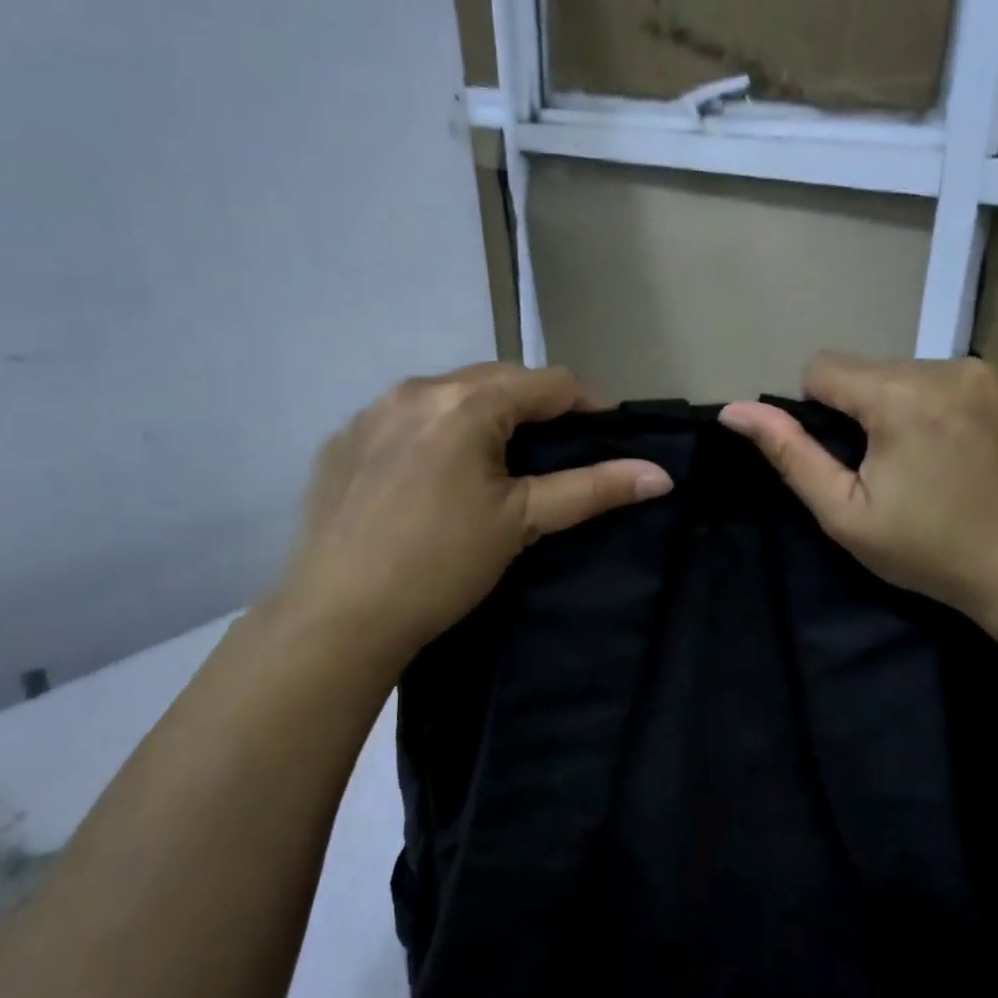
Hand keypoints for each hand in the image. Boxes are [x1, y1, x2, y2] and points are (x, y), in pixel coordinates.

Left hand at [271, 364, 671, 666]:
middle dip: (535, 410)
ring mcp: (371, 412)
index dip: (588, 405)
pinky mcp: (343, 441)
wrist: (337, 617)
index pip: (548, 382)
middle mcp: (414, 390)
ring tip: (498, 466)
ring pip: (449, 397)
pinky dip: (436, 435)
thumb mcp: (522, 522)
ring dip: (483, 418)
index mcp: (465, 402)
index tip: (606, 438)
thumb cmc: (441, 565)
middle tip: (554, 456)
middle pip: (497, 381)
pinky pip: (406, 420)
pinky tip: (434, 480)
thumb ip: (593, 489)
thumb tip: (661, 475)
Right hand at [720, 353, 997, 627]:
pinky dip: (966, 409)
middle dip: (873, 410)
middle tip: (899, 470)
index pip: (825, 367)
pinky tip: (982, 454)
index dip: (821, 412)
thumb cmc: (932, 551)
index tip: (850, 458)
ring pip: (926, 374)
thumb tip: (734, 411)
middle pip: (878, 370)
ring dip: (919, 407)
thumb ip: (790, 454)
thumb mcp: (846, 514)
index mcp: (899, 396)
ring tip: (943, 464)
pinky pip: (975, 382)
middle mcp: (953, 367)